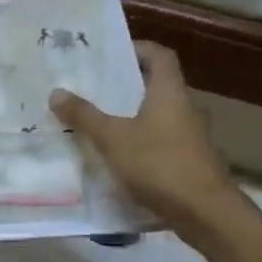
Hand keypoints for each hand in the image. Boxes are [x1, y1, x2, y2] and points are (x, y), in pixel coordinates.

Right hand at [50, 41, 239, 240]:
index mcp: (170, 94)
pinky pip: (160, 143)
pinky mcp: (189, 163)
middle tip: (93, 89)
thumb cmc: (159, 164)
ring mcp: (190, 138)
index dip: (138, 49)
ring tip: (98, 124)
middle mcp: (185, 109)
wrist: (204, 212)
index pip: (160, 56)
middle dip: (127, 86)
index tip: (112, 53)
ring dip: (132, 117)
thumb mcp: (113, 139)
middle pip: (157, 87)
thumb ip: (84, 116)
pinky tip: (117, 159)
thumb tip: (56, 92)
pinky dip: (139, 144)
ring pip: (157, 117)